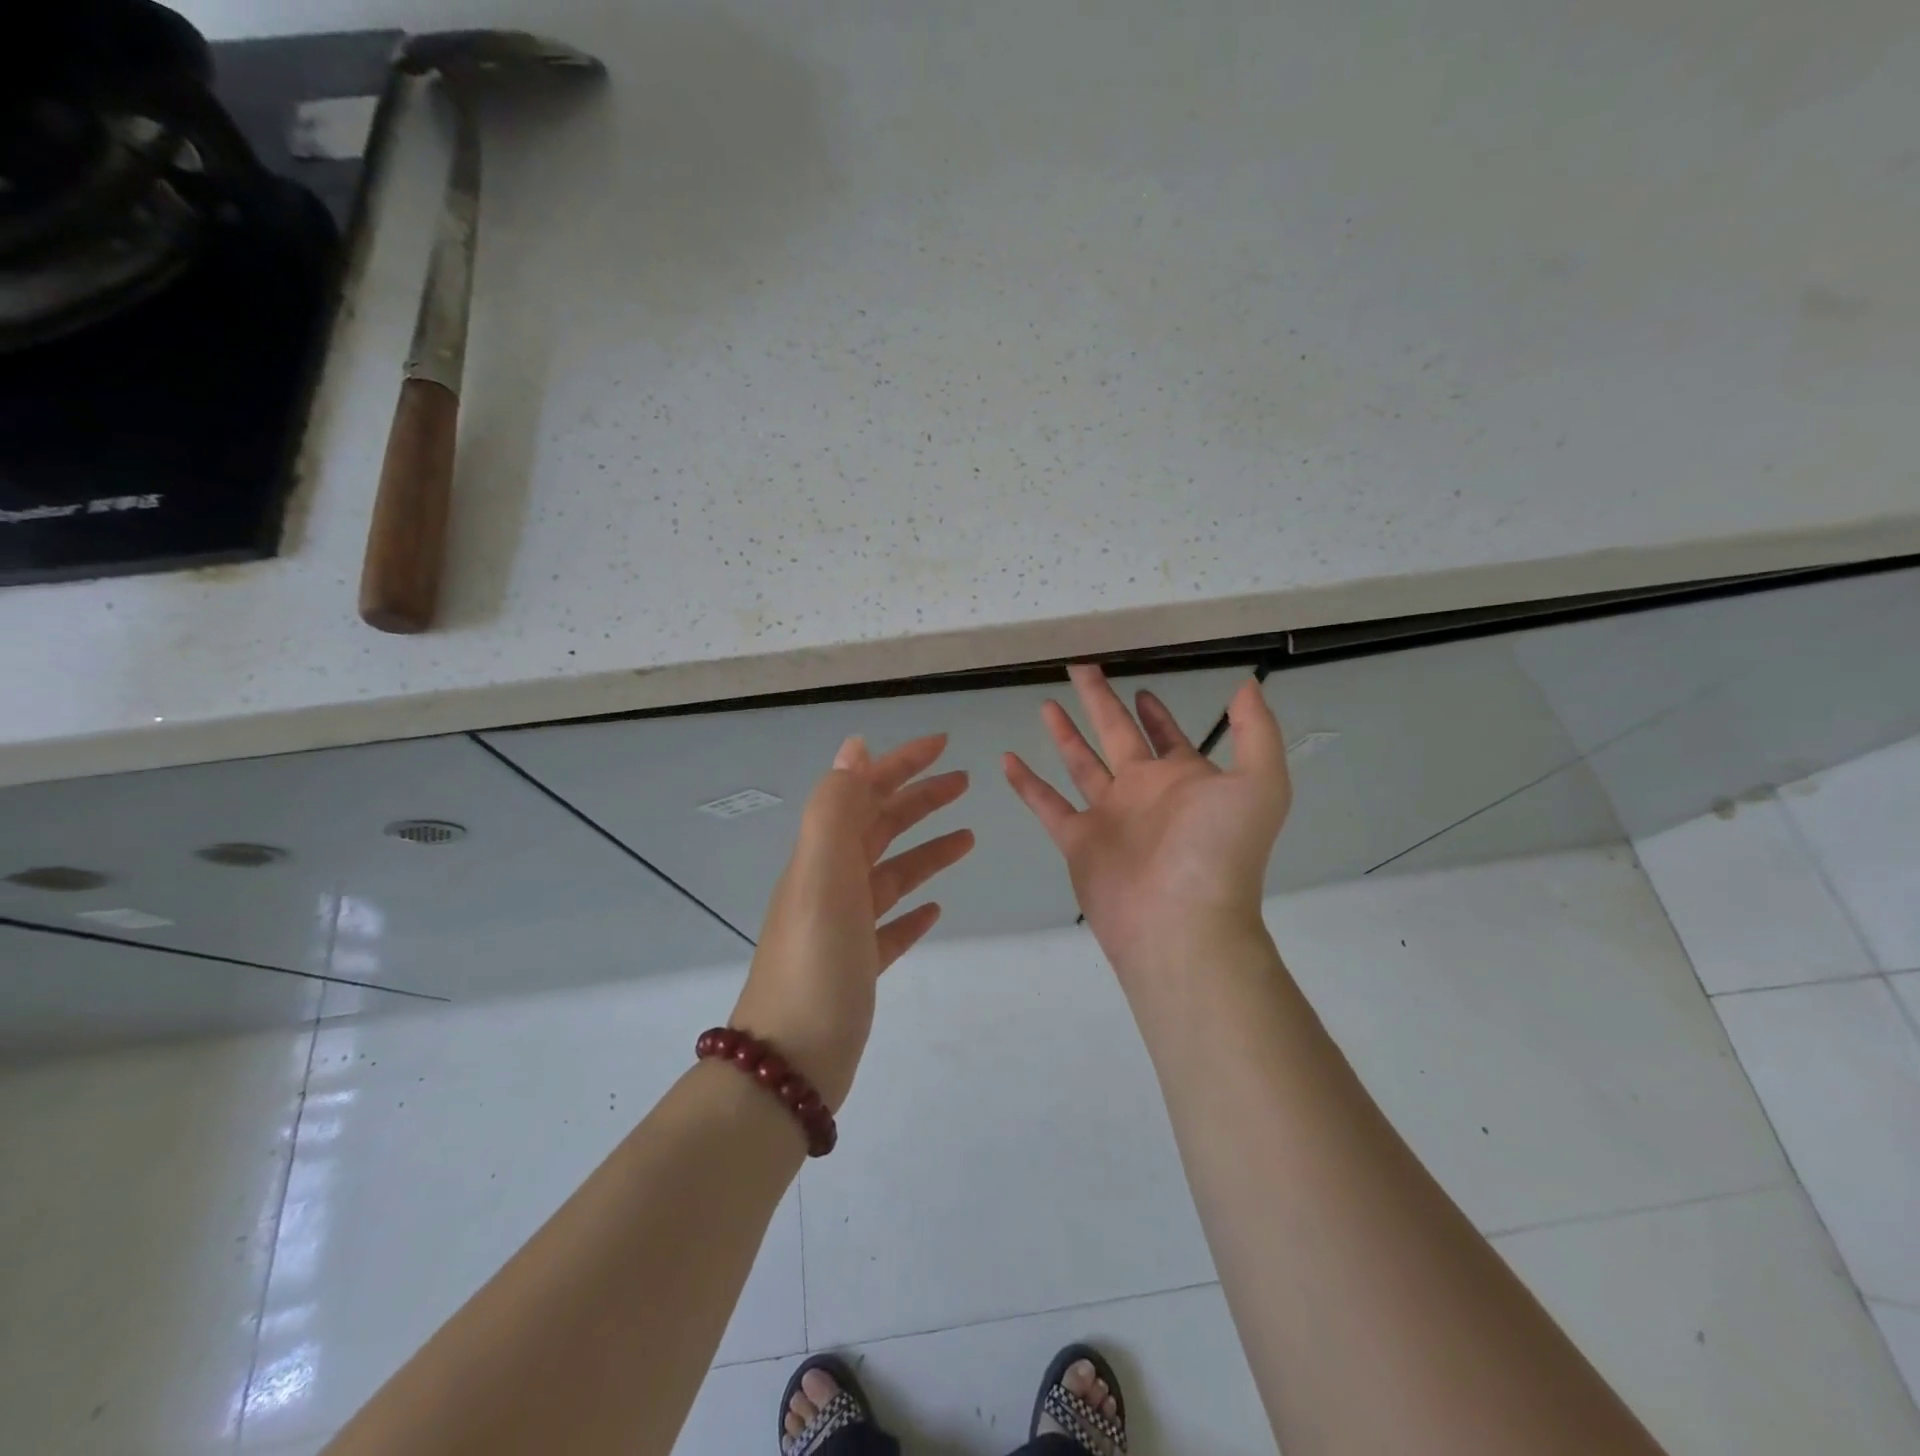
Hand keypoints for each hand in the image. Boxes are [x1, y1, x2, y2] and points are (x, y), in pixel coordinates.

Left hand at [730, 734, 973, 1109]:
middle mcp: (829, 883)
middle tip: (964, 782)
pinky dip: (912, 910)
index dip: (901, 763)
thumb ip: (836, 808)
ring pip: (890, 873)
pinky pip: (889, 925)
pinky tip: (935, 910)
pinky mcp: (856, 965)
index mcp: (822, 856)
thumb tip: (854, 748)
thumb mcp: (822, 874)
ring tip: (968, 838)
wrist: (790, 1063)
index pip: (864, 791)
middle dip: (919, 799)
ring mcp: (842, 926)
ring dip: (926, 850)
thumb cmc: (815, 962)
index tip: (943, 745)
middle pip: (879, 827)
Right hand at [1004, 665, 1290, 979]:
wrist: (1181, 923)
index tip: (1140, 688)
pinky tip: (1007, 758)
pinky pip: (1046, 804)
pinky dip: (1027, 783)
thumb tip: (1247, 684)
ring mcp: (1109, 817)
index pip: (1166, 736)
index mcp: (1183, 778)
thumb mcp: (1259, 783)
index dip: (1155, 713)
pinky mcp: (1077, 841)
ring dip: (1063, 734)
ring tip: (1044, 703)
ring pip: (1080, 764)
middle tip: (1080, 667)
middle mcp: (1144, 793)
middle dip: (1100, 702)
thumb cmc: (1218, 850)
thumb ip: (1255, 731)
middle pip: (1116, 736)